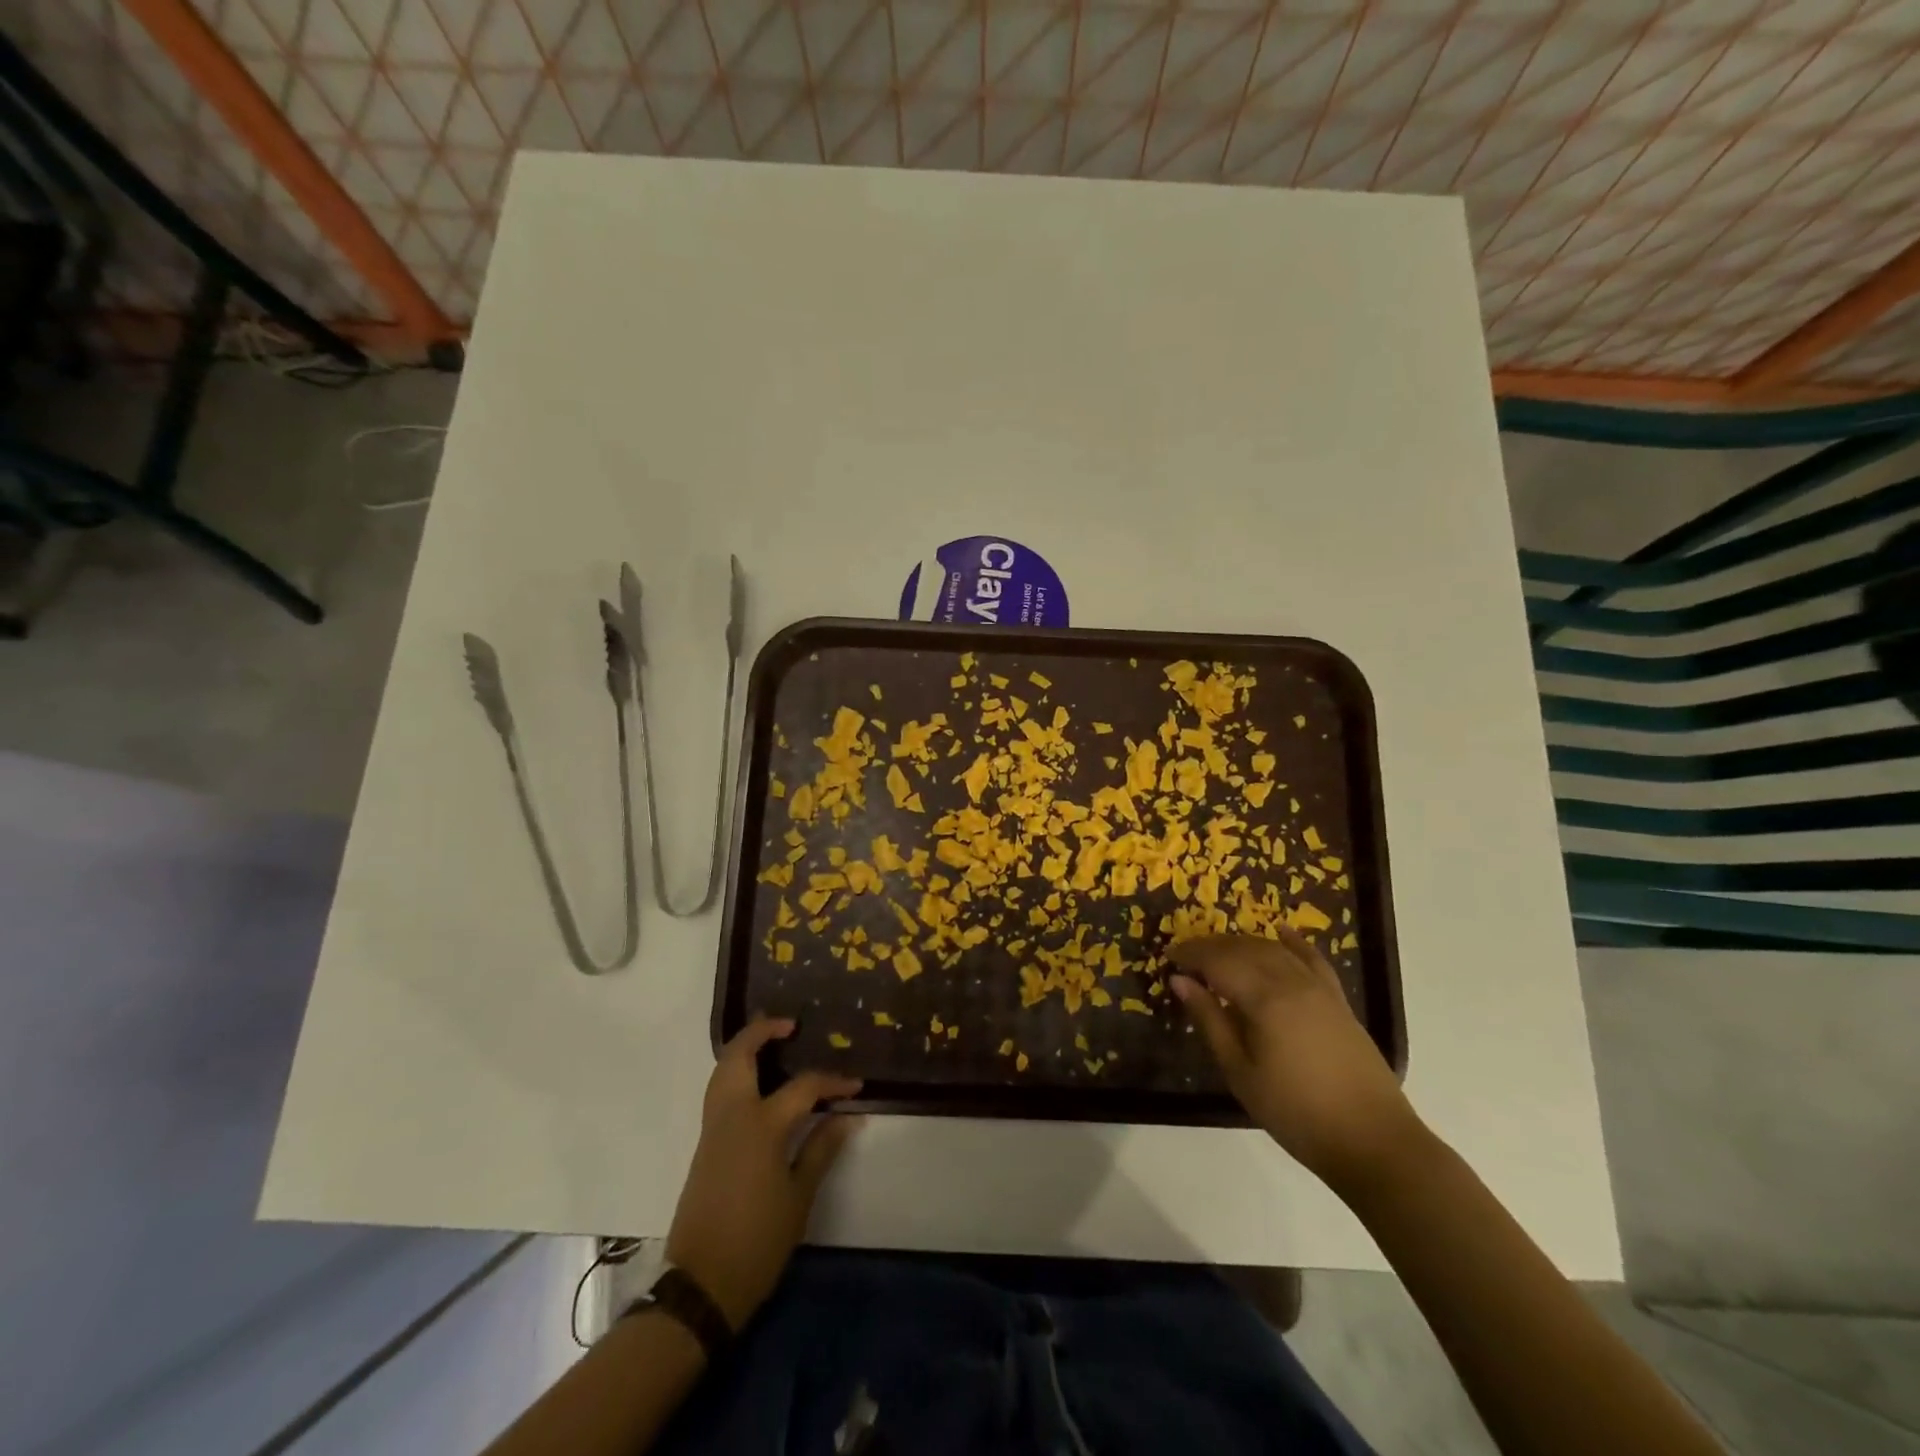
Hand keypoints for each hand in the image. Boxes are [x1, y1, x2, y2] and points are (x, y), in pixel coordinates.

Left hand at [665, 1019, 863, 1328]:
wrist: (699, 1287)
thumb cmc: (757, 1243)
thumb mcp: (799, 1197)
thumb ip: (821, 1148)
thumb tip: (846, 1115)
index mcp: (761, 1126)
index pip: (803, 1087)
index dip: (832, 1082)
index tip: (856, 1085)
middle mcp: (732, 1116)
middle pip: (738, 1056)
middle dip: (761, 1031)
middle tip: (790, 1025)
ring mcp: (712, 1129)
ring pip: (722, 1070)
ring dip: (744, 1049)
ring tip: (773, 1043)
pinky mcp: (704, 1145)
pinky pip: (719, 1091)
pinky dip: (736, 1072)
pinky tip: (759, 1084)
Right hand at [1170, 929, 1420, 1193]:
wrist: (1372, 1140)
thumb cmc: (1295, 1112)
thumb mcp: (1240, 1071)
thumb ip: (1210, 1020)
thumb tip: (1180, 981)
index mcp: (1264, 999)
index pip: (1218, 961)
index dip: (1191, 955)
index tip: (1168, 957)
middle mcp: (1291, 982)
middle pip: (1244, 949)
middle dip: (1212, 947)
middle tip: (1187, 957)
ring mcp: (1319, 988)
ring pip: (1273, 949)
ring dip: (1243, 944)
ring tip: (1219, 953)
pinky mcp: (1338, 1000)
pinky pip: (1312, 959)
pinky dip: (1293, 943)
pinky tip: (1281, 932)